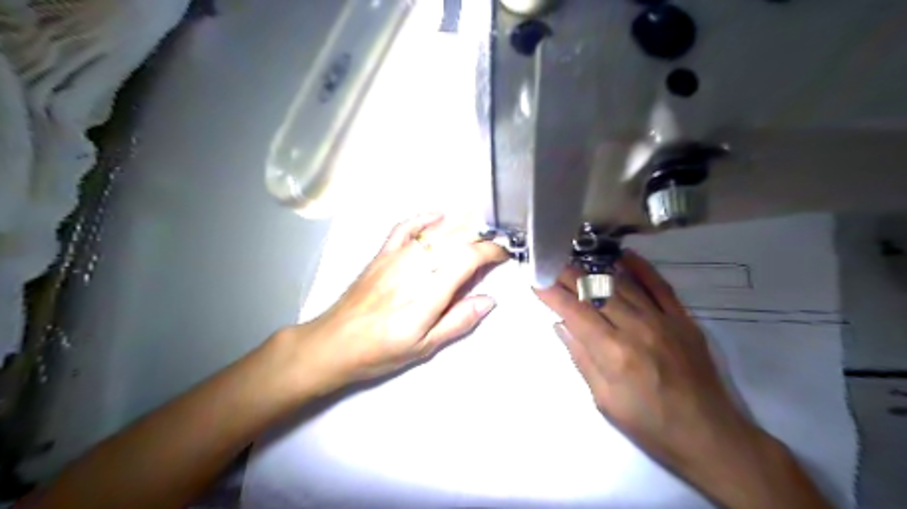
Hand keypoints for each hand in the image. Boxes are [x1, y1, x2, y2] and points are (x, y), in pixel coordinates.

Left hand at [289, 212, 505, 389]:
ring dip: (461, 223)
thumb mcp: (424, 346)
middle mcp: (415, 267)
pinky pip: (405, 226)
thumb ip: (458, 321)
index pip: (468, 258)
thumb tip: (489, 300)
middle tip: (496, 242)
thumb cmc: (381, 351)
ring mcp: (396, 256)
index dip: (491, 251)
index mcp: (429, 293)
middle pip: (455, 236)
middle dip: (482, 234)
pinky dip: (425, 217)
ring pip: (435, 229)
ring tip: (479, 227)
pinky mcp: (382, 253)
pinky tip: (439, 216)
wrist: (334, 343)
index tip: (504, 254)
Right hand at [537, 253, 762, 479]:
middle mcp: (636, 328)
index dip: (552, 293)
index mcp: (613, 352)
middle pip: (595, 291)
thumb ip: (582, 358)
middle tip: (551, 264)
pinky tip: (623, 256)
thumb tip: (561, 325)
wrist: (709, 436)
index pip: (575, 311)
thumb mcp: (604, 400)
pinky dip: (641, 268)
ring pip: (623, 284)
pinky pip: (659, 285)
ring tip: (575, 260)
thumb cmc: (649, 425)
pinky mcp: (683, 319)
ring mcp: (663, 320)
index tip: (536, 280)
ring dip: (595, 270)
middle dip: (568, 275)